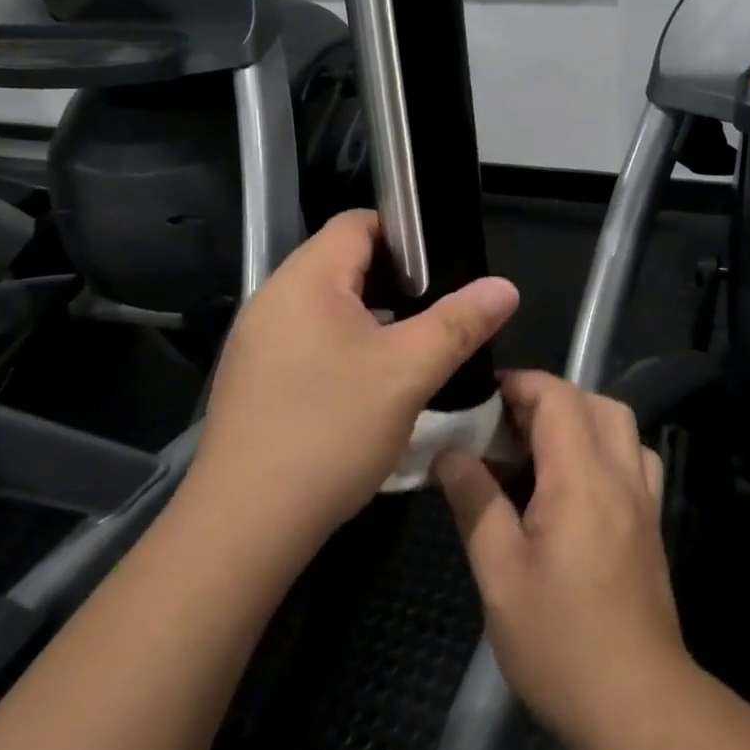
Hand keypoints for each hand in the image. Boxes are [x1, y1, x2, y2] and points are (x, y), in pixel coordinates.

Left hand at [186, 211, 518, 561]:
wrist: (244, 527)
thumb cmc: (329, 433)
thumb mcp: (407, 373)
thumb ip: (459, 323)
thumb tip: (505, 286)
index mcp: (306, 280)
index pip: (358, 223)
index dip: (406, 235)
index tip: (445, 269)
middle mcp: (274, 298)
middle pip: (343, 261)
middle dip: (395, 279)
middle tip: (438, 310)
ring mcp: (258, 340)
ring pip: (328, 304)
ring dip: (372, 315)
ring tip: (412, 345)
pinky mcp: (255, 377)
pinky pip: (309, 338)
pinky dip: (345, 344)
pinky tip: (370, 383)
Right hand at [437, 372, 685, 749]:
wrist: (640, 707)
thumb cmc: (561, 643)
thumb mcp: (500, 575)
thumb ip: (475, 503)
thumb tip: (450, 454)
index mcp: (581, 478)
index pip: (557, 397)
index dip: (518, 385)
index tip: (480, 400)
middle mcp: (620, 475)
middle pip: (592, 402)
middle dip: (545, 398)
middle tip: (502, 427)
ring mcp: (643, 498)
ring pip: (619, 425)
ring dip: (578, 418)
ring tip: (535, 450)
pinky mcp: (651, 523)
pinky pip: (634, 458)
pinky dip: (604, 447)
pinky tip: (574, 483)